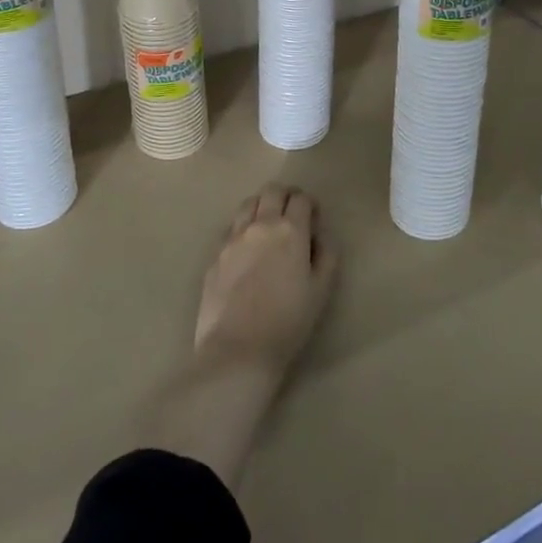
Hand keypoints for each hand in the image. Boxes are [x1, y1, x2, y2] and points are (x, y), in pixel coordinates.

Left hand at [194, 188, 337, 374]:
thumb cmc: (287, 322)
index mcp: (289, 230)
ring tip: (267, 226)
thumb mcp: (321, 290)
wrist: (237, 351)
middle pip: (272, 191)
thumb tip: (319, 233)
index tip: (313, 218)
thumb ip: (326, 254)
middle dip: (285, 196)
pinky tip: (246, 249)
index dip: (310, 204)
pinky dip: (242, 228)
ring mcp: (233, 238)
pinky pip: (231, 228)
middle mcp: (259, 225)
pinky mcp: (215, 255)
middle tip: (292, 214)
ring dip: (261, 206)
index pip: (301, 198)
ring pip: (247, 204)